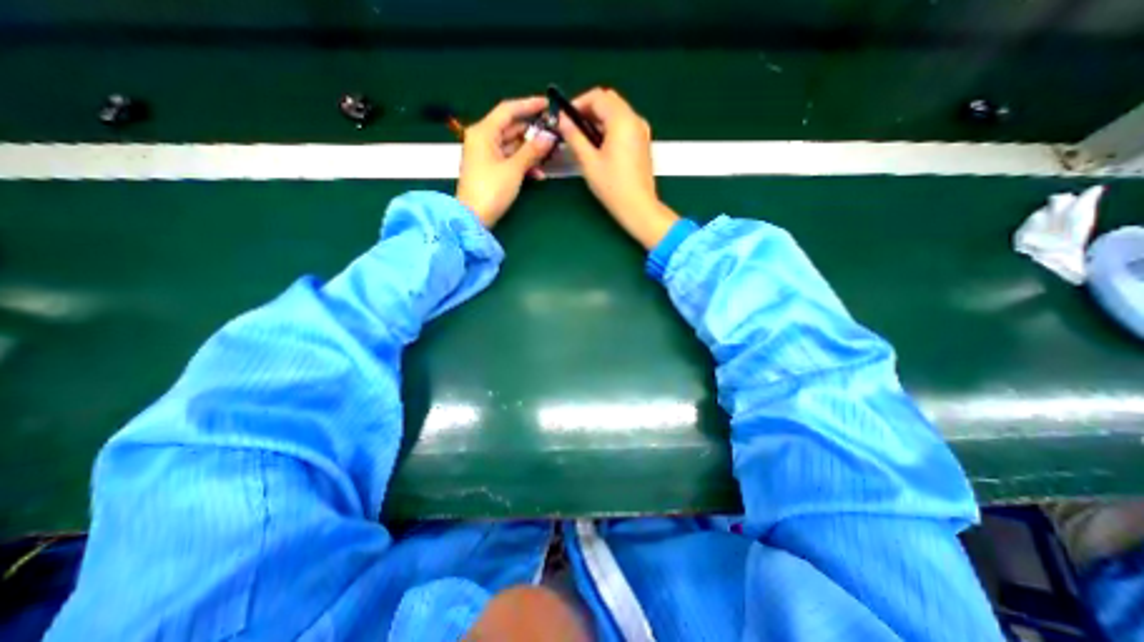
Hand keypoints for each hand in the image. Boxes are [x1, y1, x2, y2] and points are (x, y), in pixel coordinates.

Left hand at [458, 97, 562, 226]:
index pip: (508, 110)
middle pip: (511, 128)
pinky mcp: (490, 170)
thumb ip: (532, 151)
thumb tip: (549, 137)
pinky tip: (538, 174)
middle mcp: (483, 139)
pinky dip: (523, 165)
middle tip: (554, 135)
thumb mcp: (514, 169)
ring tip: (551, 156)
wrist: (473, 218)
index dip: (528, 105)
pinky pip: (509, 160)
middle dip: (533, 133)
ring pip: (513, 146)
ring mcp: (486, 156)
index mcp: (483, 132)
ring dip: (531, 151)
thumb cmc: (491, 190)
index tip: (547, 104)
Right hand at [556, 87, 675, 248]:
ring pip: (617, 113)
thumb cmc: (612, 186)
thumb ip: (575, 137)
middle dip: (588, 110)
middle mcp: (635, 119)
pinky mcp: (642, 142)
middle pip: (609, 101)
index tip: (565, 118)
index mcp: (622, 120)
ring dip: (598, 120)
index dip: (578, 103)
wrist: (638, 207)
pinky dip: (610, 128)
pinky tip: (600, 147)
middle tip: (573, 129)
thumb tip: (563, 120)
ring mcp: (641, 131)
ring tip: (584, 140)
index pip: (598, 96)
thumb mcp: (589, 161)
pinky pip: (624, 125)